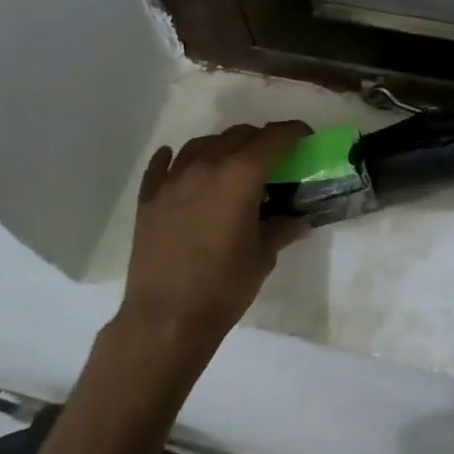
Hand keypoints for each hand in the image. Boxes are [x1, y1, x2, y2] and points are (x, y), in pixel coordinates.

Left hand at [121, 121, 309, 357]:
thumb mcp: (263, 257)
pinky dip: (176, 160)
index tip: (304, 138)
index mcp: (240, 175)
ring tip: (232, 166)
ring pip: (202, 144)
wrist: (165, 320)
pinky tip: (181, 166)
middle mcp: (206, 166)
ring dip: (223, 147)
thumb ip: (282, 229)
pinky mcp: (149, 198)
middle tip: (272, 161)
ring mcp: (173, 180)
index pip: (273, 137)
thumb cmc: (223, 287)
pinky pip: (162, 165)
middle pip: (239, 135)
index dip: (293, 132)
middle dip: (260, 141)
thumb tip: (299, 221)